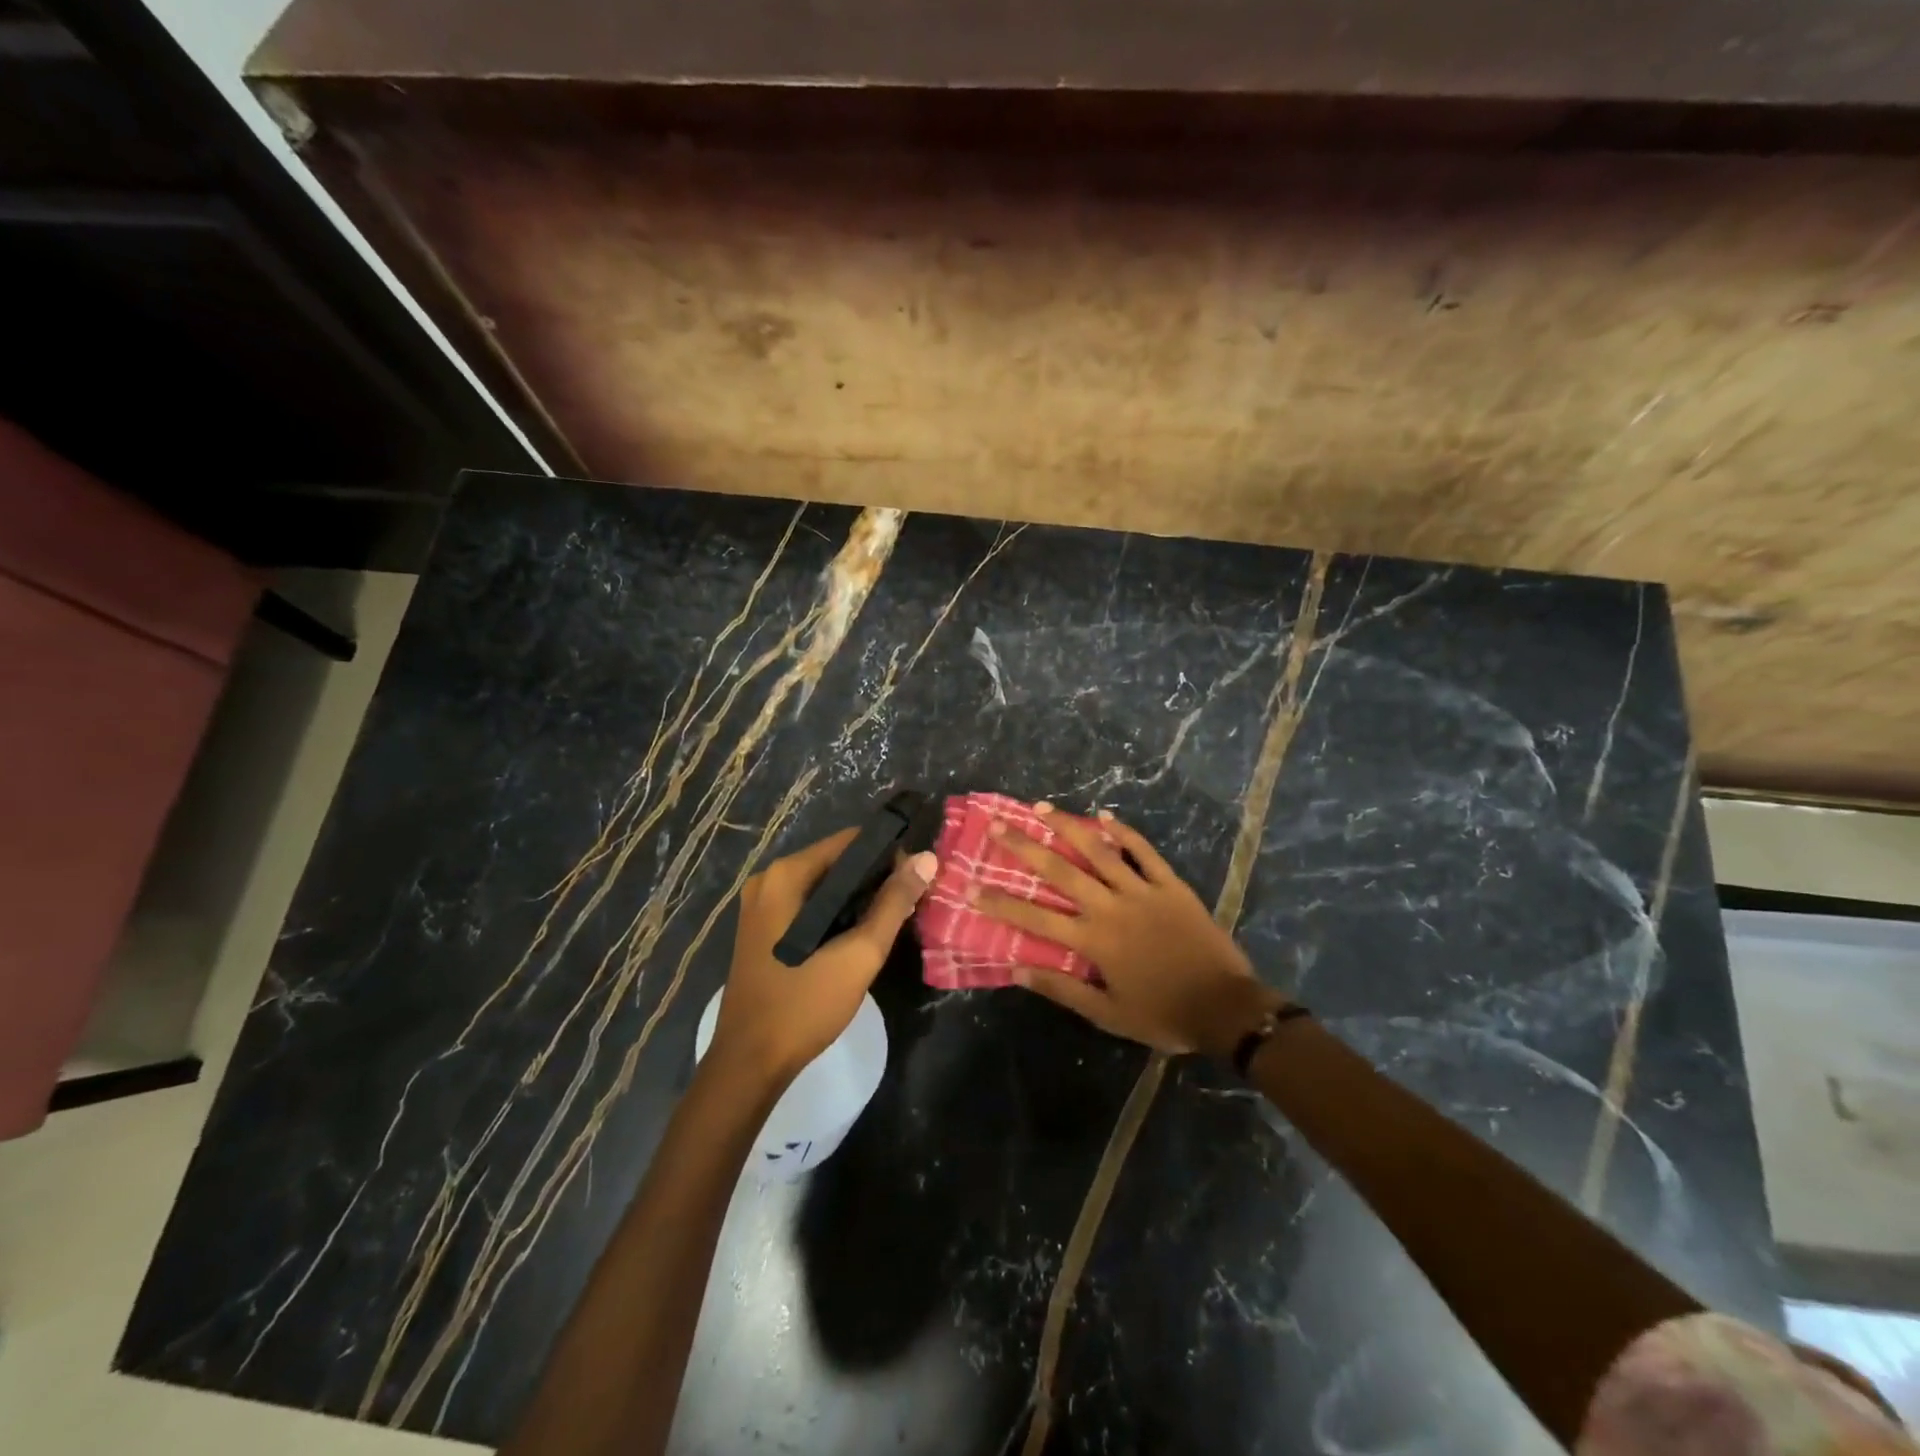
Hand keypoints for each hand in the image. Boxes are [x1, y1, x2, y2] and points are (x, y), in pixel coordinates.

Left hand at [709, 828, 936, 1085]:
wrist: (750, 1063)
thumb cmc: (804, 1004)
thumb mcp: (859, 954)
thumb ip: (893, 904)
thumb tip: (925, 859)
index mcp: (786, 875)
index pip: (849, 842)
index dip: (888, 854)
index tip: (916, 878)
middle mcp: (768, 880)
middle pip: (835, 862)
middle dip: (873, 878)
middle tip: (908, 903)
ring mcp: (760, 905)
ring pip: (822, 886)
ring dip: (856, 898)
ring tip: (890, 919)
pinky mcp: (761, 929)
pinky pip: (807, 905)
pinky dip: (834, 912)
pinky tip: (857, 935)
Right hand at [976, 807, 1279, 1054]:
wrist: (1226, 1008)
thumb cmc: (1163, 1014)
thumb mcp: (1108, 1014)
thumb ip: (1063, 989)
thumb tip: (1018, 969)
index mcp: (1094, 940)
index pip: (1036, 918)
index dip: (1000, 903)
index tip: (970, 886)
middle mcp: (1111, 907)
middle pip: (1061, 871)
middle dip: (1026, 847)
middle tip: (999, 825)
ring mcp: (1143, 891)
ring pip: (1099, 852)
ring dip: (1068, 828)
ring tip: (1041, 809)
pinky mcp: (1171, 885)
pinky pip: (1145, 852)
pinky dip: (1124, 833)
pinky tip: (1104, 816)